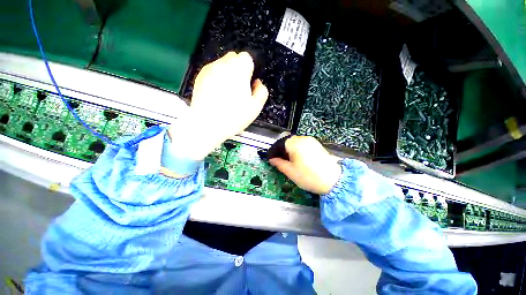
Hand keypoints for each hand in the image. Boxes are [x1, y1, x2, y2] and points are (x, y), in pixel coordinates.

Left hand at [171, 52, 268, 160]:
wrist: (207, 124)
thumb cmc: (234, 116)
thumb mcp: (255, 107)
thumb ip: (262, 91)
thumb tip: (258, 83)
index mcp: (239, 69)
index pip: (247, 58)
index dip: (250, 70)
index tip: (248, 83)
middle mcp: (223, 64)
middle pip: (234, 58)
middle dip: (239, 70)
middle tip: (239, 88)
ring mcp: (209, 69)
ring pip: (222, 65)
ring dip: (227, 74)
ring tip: (227, 93)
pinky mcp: (200, 76)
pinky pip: (212, 72)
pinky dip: (217, 78)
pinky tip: (217, 94)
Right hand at [269, 136, 341, 194]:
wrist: (333, 180)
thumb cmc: (309, 177)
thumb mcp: (290, 172)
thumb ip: (279, 163)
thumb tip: (272, 159)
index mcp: (295, 144)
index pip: (279, 144)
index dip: (273, 151)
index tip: (270, 158)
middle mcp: (303, 139)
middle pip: (287, 141)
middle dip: (281, 150)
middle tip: (278, 160)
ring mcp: (311, 141)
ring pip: (294, 142)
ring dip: (288, 149)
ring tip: (287, 160)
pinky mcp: (316, 144)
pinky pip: (302, 144)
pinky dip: (296, 149)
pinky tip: (297, 158)